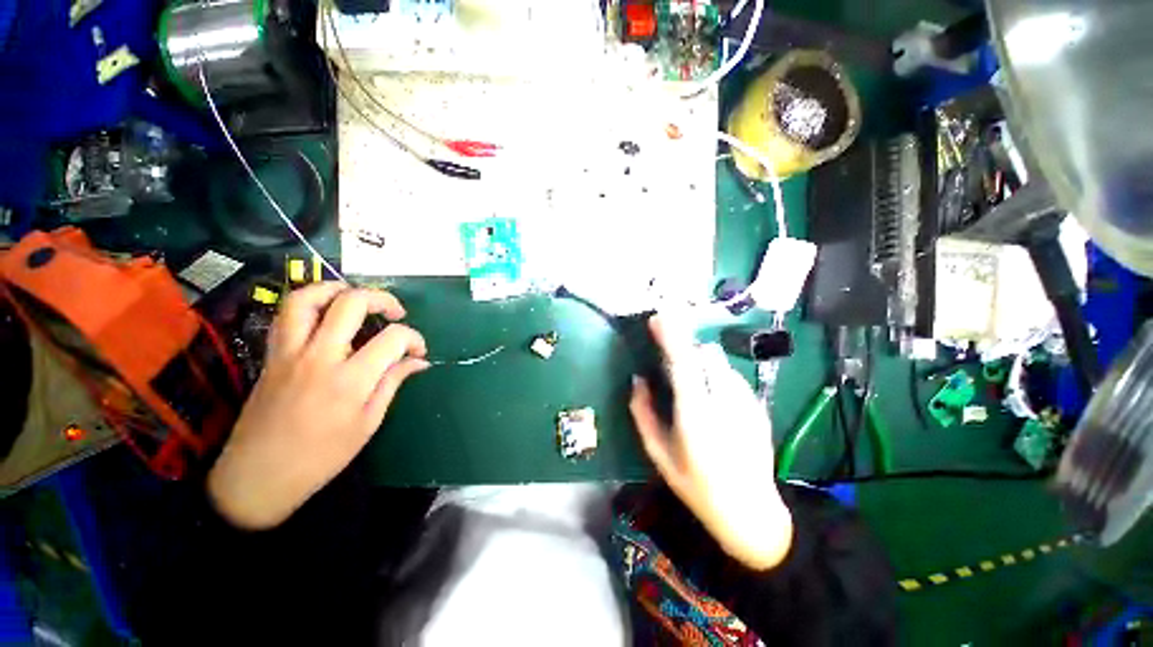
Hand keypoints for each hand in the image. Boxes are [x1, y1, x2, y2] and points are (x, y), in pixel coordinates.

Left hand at [208, 283, 428, 529]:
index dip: (414, 338)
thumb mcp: (368, 422)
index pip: (393, 338)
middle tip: (397, 313)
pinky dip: (311, 303)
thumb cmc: (321, 456)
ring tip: (357, 298)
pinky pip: (287, 315)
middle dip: (383, 299)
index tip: (419, 351)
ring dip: (338, 289)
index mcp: (350, 380)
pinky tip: (326, 315)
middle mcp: (319, 357)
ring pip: (308, 298)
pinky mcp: (272, 355)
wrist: (257, 477)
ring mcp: (289, 352)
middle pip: (351, 303)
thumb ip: (393, 382)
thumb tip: (419, 361)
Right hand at [630, 316, 791, 569]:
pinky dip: (717, 376)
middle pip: (704, 354)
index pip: (682, 362)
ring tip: (693, 384)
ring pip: (719, 362)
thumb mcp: (658, 454)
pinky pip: (732, 376)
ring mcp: (745, 402)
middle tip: (671, 359)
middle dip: (685, 347)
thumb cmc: (696, 487)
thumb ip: (642, 413)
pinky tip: (713, 400)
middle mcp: (723, 402)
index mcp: (694, 415)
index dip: (670, 335)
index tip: (658, 317)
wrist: (752, 513)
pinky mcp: (757, 406)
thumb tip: (638, 380)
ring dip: (701, 362)